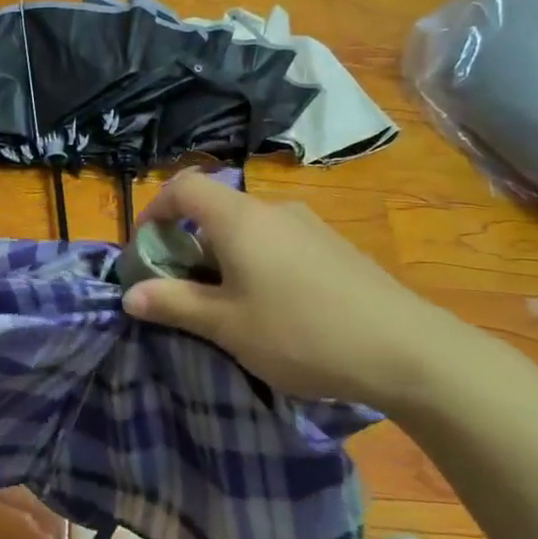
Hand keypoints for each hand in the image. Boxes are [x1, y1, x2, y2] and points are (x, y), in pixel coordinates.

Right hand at [121, 171, 488, 412]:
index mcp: (239, 219)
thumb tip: (129, 294)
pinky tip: (272, 309)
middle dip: (187, 245)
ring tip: (224, 306)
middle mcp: (273, 211)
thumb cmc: (301, 333)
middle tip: (180, 290)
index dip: (154, 210)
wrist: (408, 352)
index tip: (145, 249)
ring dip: (222, 258)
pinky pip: (277, 244)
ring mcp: (309, 227)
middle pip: (214, 209)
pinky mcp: (334, 249)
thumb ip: (173, 304)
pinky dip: (255, 264)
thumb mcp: (226, 326)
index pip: (183, 187)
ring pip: (247, 230)